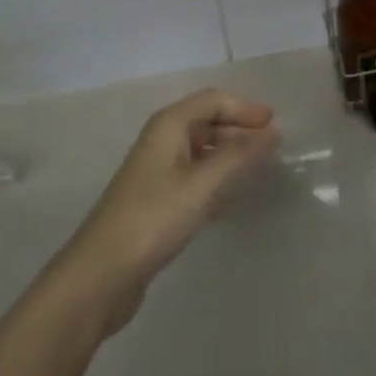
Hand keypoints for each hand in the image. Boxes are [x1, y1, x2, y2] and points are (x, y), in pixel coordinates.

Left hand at [52, 88, 278, 335]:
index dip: (245, 108)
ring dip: (229, 154)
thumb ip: (238, 156)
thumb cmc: (153, 218)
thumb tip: (272, 132)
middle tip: (272, 148)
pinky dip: (216, 177)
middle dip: (239, 130)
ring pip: (201, 149)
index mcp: (169, 125)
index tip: (275, 126)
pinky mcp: (156, 199)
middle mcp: (162, 139)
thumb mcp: (201, 185)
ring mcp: (157, 170)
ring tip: (257, 170)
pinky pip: (194, 175)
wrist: (100, 275)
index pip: (213, 100)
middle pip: (207, 121)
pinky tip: (231, 198)